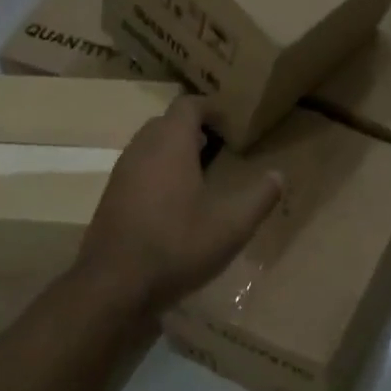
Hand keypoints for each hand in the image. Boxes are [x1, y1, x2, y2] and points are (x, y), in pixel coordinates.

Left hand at [75, 95, 282, 313]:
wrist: (114, 284)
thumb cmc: (177, 245)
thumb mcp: (231, 226)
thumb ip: (259, 197)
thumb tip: (279, 175)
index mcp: (170, 144)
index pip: (188, 105)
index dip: (211, 107)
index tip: (231, 122)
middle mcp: (142, 149)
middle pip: (166, 122)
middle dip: (192, 128)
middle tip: (219, 145)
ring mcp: (121, 173)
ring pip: (149, 145)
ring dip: (173, 150)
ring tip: (200, 172)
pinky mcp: (111, 197)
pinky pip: (138, 168)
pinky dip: (157, 171)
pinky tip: (174, 201)